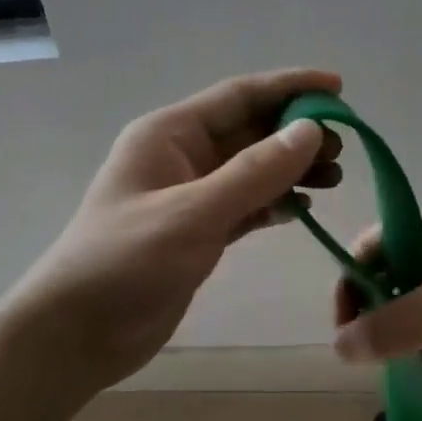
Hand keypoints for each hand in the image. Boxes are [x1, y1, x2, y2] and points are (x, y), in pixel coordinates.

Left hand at [11, 69, 343, 391]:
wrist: (76, 333)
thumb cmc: (125, 262)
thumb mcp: (194, 213)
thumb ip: (255, 172)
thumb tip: (311, 131)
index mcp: (170, 134)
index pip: (240, 95)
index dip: (290, 87)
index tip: (339, 89)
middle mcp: (181, 156)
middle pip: (251, 131)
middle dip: (298, 133)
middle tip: (345, 147)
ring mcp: (190, 196)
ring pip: (253, 169)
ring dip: (292, 168)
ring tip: (335, 177)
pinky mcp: (198, 232)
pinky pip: (247, 205)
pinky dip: (275, 203)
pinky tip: (304, 209)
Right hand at [331, 203, 421, 378]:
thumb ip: (386, 328)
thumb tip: (338, 346)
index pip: (370, 246)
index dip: (350, 286)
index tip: (345, 334)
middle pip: (392, 268)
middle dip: (375, 307)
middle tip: (369, 352)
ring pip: (420, 292)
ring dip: (402, 323)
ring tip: (393, 360)